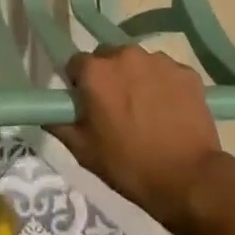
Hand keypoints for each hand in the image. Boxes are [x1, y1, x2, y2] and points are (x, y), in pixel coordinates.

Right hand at [51, 45, 226, 232]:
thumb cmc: (128, 165)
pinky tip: (168, 111)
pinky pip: (166, 72)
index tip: (86, 104)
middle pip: (108, 57)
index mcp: (96, 71)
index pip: (76, 64)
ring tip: (145, 109)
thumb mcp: (82, 150)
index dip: (79, 84)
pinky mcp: (187, 72)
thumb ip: (58, 123)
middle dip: (108, 76)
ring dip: (136, 78)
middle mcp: (126, 55)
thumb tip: (47, 112)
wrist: (188, 179)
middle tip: (115, 107)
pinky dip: (163, 85)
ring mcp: (160, 61)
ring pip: (138, 62)